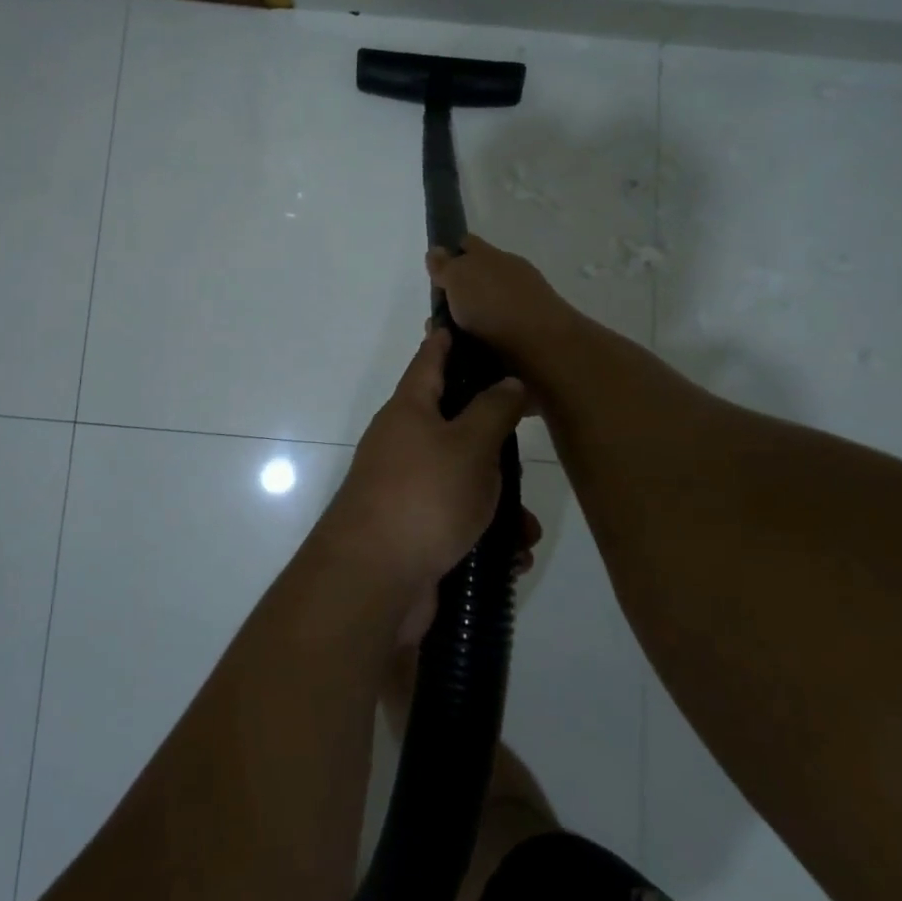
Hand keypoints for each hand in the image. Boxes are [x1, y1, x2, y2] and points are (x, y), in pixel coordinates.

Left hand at [319, 328, 527, 626]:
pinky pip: (460, 522)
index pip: (429, 359)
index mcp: (409, 410)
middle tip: (527, 436)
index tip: (462, 320)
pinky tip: (511, 557)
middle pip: (453, 422)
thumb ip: (494, 409)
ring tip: (527, 527)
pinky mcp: (415, 532)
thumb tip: (508, 381)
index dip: (448, 338)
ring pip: (464, 480)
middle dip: (494, 437)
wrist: (374, 581)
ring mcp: (407, 490)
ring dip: (499, 502)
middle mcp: (404, 444)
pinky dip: (487, 537)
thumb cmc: (424, 496)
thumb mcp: (470, 445)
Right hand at [426, 236, 574, 359]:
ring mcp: (524, 304)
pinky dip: (484, 340)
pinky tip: (471, 353)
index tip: (436, 274)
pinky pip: (498, 332)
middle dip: (459, 294)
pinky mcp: (529, 334)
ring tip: (451, 342)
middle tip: (438, 316)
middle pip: (478, 278)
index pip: (468, 245)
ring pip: (488, 308)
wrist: (542, 347)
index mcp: (494, 256)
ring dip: (471, 320)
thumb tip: (436, 250)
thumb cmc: (494, 305)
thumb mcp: (459, 278)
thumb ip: (445, 265)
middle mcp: (511, 275)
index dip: (451, 254)